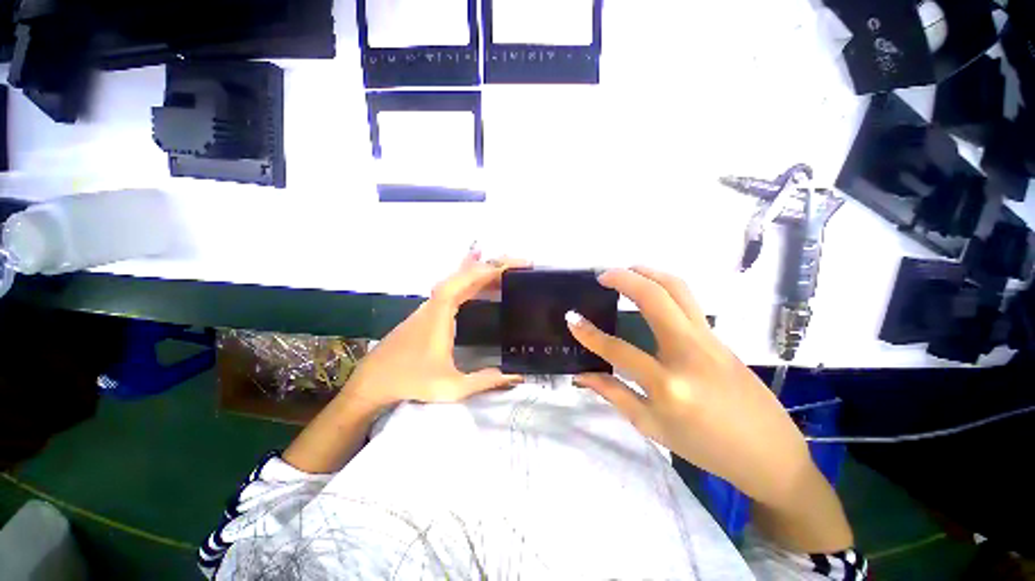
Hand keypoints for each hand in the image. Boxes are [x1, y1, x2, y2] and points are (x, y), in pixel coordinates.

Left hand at [341, 249, 526, 411]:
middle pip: (463, 275)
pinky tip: (477, 279)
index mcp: (440, 315)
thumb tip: (517, 377)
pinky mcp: (429, 312)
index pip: (463, 282)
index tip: (509, 267)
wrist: (373, 382)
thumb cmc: (411, 382)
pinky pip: (453, 288)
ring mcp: (430, 306)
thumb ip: (485, 381)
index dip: (486, 271)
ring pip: (457, 280)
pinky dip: (469, 280)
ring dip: (481, 272)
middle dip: (491, 266)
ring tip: (505, 269)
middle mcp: (434, 304)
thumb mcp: (451, 387)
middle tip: (518, 264)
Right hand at [568, 267, 816, 509]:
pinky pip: (689, 301)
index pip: (618, 350)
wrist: (768, 454)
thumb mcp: (652, 427)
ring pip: (679, 290)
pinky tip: (652, 292)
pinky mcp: (720, 337)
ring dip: (650, 273)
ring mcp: (709, 340)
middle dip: (624, 278)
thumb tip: (582, 376)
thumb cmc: (705, 447)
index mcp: (669, 385)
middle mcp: (690, 353)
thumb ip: (614, 394)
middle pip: (655, 298)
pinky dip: (666, 286)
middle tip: (603, 275)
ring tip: (628, 271)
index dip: (589, 333)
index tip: (571, 318)